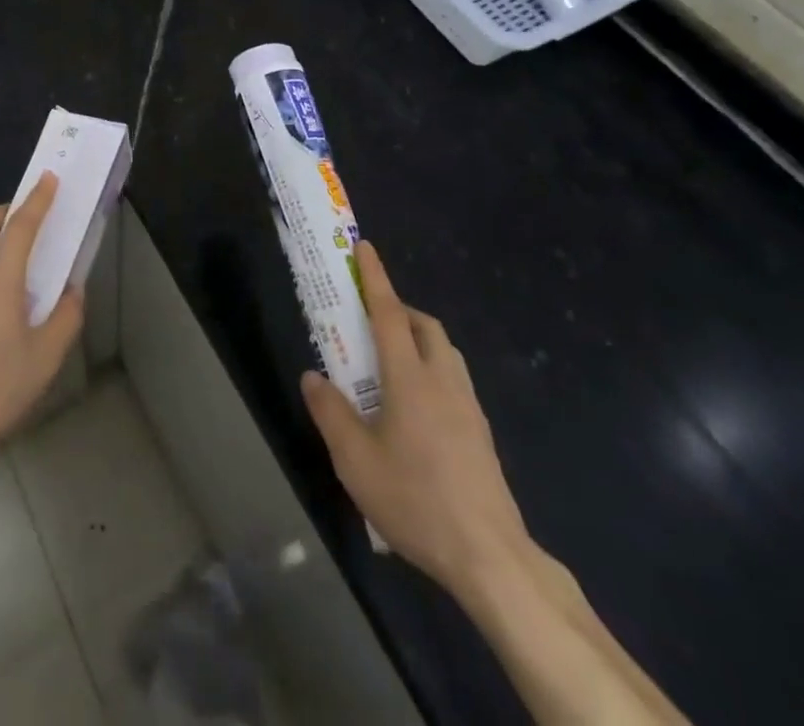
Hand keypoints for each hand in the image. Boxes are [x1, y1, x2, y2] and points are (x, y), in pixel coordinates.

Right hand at [301, 242, 529, 597]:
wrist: (490, 556)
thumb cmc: (415, 500)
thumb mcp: (355, 460)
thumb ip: (330, 412)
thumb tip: (313, 376)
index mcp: (410, 378)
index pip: (389, 314)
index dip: (375, 278)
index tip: (365, 248)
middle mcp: (443, 381)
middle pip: (425, 327)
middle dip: (399, 309)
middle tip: (370, 320)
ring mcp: (468, 407)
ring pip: (445, 352)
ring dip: (418, 339)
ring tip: (390, 363)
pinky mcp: (481, 433)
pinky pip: (454, 380)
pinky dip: (432, 370)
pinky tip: (416, 409)